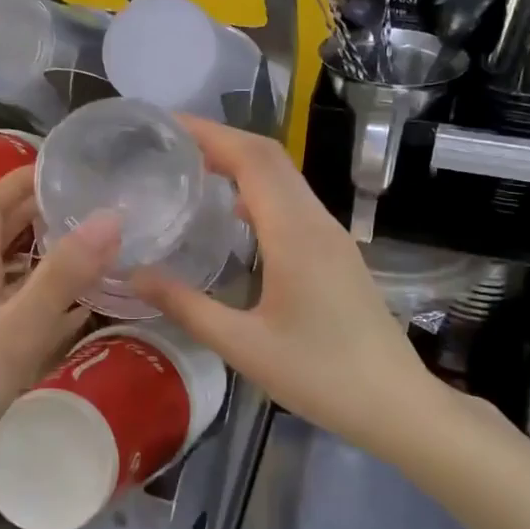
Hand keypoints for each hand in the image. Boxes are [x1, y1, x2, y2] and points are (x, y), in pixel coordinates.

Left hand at [0, 166, 119, 525]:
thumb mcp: (16, 328)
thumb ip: (62, 276)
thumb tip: (110, 217)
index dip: (20, 179)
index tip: (61, 164)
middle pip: (3, 239)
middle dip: (40, 214)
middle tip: (90, 203)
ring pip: (17, 280)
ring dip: (49, 260)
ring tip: (96, 251)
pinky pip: (25, 320)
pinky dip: (52, 308)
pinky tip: (82, 315)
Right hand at [130, 118, 434, 445]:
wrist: (395, 403)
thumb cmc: (319, 375)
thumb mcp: (243, 346)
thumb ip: (186, 307)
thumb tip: (134, 276)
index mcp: (294, 234)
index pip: (252, 159)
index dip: (210, 134)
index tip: (167, 125)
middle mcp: (316, 222)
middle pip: (270, 157)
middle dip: (222, 139)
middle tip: (170, 143)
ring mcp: (331, 235)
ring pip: (285, 177)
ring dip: (242, 161)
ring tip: (193, 168)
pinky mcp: (336, 251)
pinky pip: (294, 201)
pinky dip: (258, 188)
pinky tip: (232, 213)